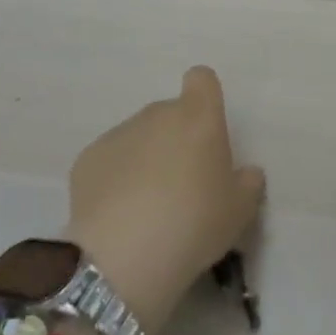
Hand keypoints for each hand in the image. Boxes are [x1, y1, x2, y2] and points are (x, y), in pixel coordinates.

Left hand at [67, 66, 266, 334]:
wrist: (121, 254)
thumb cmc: (193, 223)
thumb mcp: (239, 212)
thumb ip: (248, 184)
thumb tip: (247, 172)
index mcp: (198, 117)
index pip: (202, 80)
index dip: (205, 99)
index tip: (207, 131)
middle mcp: (157, 114)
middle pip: (171, 114)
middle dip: (177, 140)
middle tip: (183, 187)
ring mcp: (119, 133)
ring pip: (139, 137)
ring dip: (146, 160)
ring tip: (147, 209)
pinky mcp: (88, 158)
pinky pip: (110, 160)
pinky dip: (115, 179)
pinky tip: (118, 216)